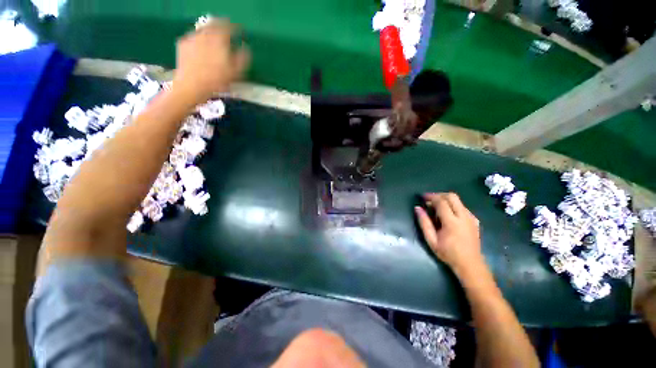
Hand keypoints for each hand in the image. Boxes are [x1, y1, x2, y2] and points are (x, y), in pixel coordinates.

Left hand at [173, 19, 249, 102]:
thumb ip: (242, 58)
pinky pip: (193, 38)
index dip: (236, 28)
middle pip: (214, 24)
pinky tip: (201, 49)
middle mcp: (205, 33)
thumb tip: (246, 48)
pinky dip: (199, 40)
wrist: (191, 86)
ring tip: (214, 41)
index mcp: (219, 39)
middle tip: (226, 33)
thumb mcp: (236, 72)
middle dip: (221, 27)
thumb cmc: (217, 80)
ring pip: (203, 30)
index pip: (229, 26)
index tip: (240, 31)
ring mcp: (192, 37)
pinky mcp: (183, 44)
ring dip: (210, 33)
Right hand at [415, 193, 484, 278]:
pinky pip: (463, 207)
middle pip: (452, 196)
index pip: (441, 202)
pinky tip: (448, 215)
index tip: (422, 197)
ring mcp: (471, 218)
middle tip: (429, 200)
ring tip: (436, 207)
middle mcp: (464, 217)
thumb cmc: (448, 253)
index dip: (430, 197)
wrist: (470, 264)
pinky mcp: (475, 221)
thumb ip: (424, 223)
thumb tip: (417, 208)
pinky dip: (453, 206)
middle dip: (439, 195)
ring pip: (458, 201)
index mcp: (452, 222)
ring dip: (446, 200)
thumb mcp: (431, 240)